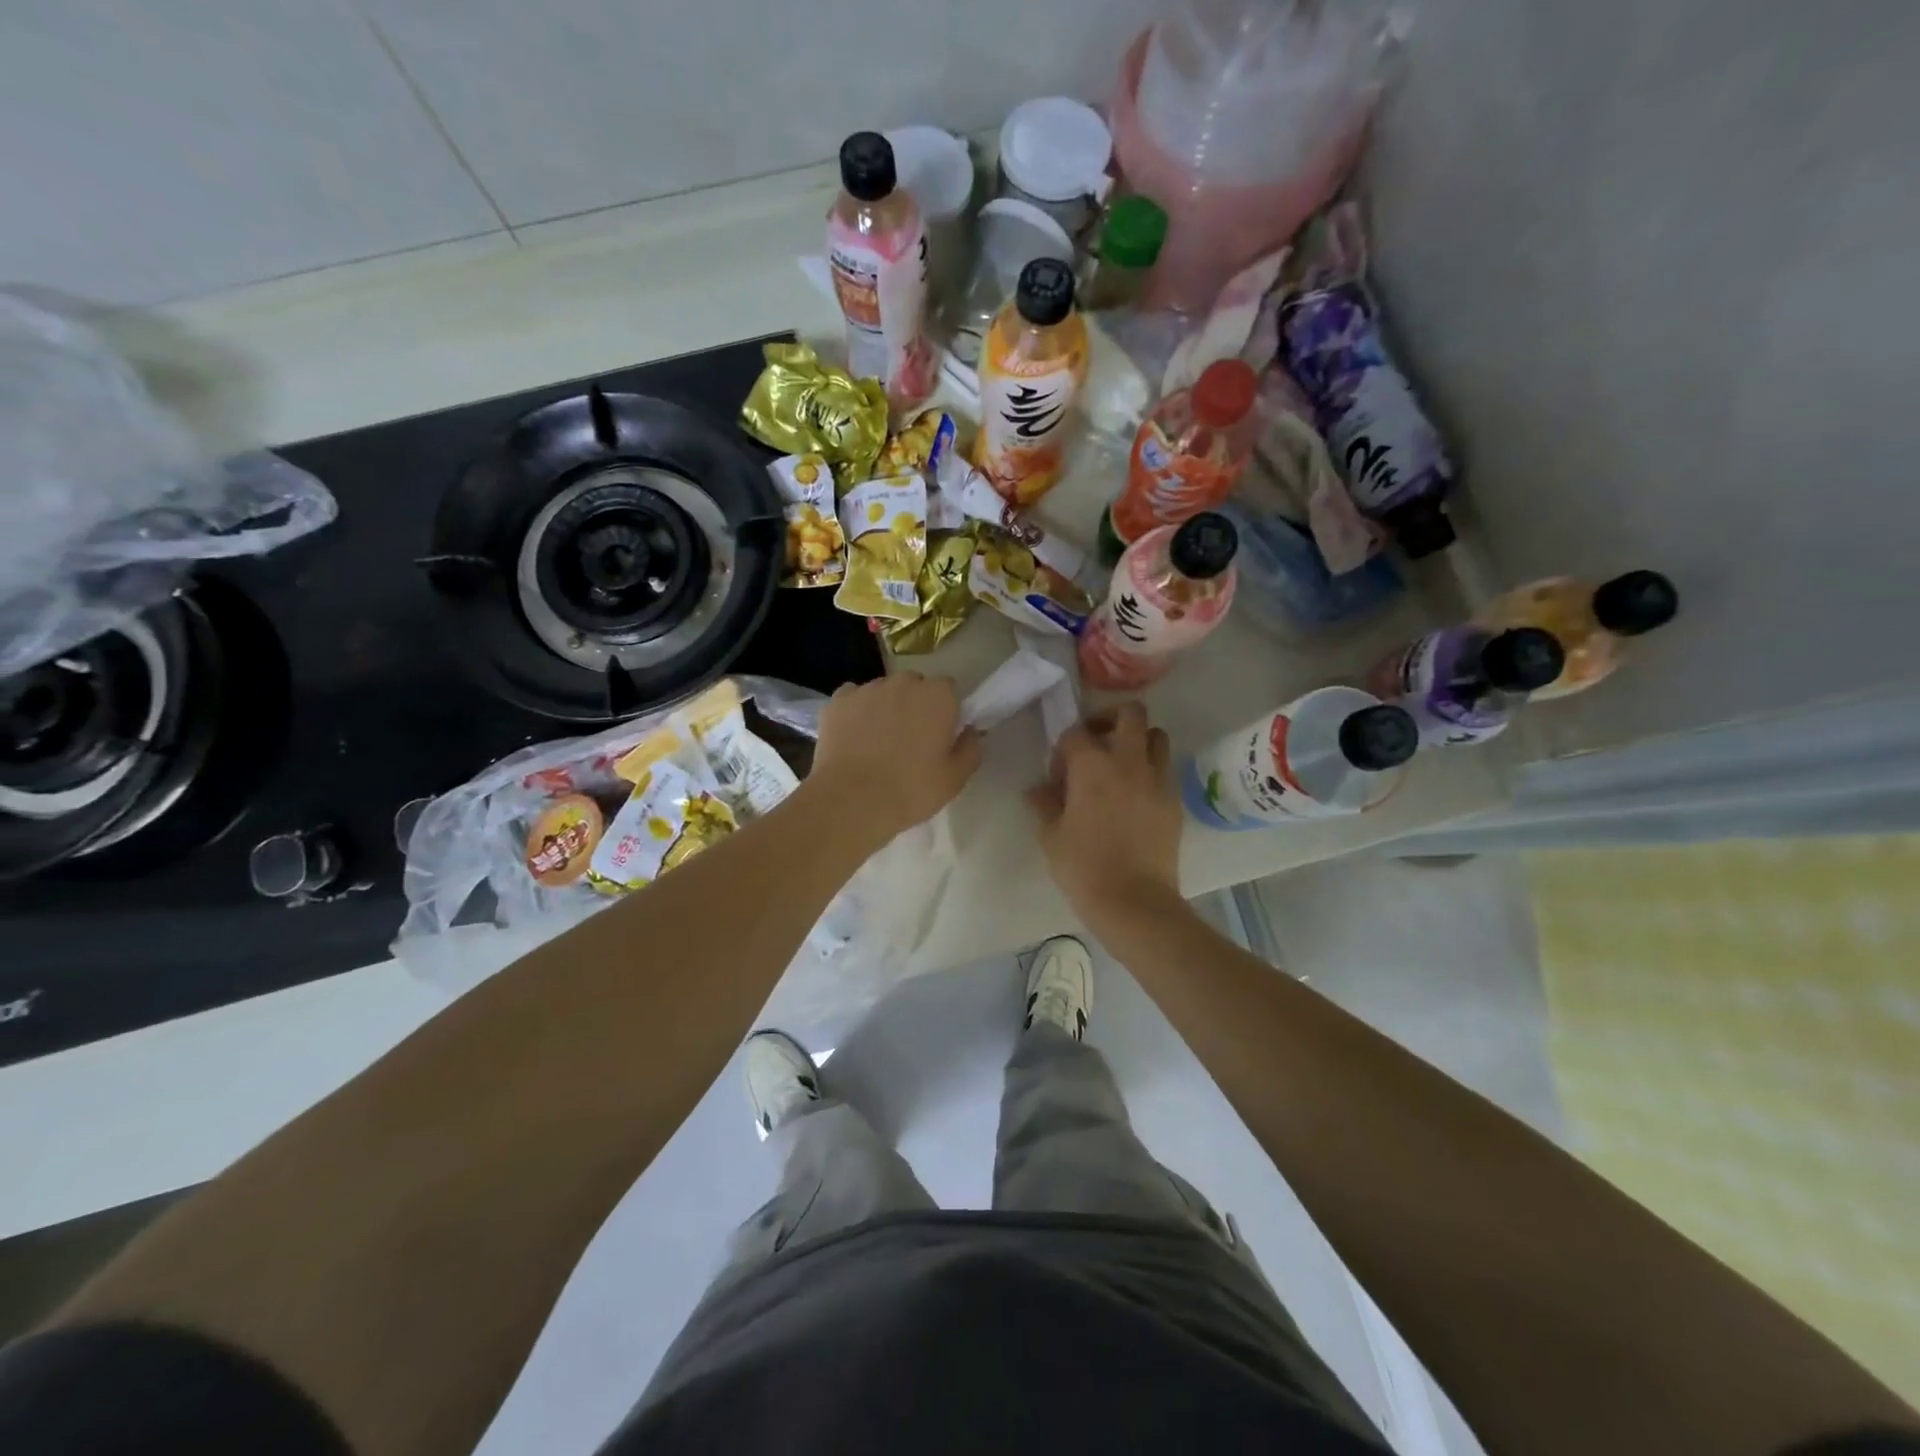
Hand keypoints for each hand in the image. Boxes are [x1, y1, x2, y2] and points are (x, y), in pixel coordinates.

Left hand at [811, 673, 981, 842]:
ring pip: (883, 691)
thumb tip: (970, 731)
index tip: (940, 734)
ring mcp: (867, 689)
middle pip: (915, 686)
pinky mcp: (838, 701)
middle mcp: (904, 683)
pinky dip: (855, 713)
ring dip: (885, 708)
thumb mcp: (955, 779)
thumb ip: (970, 749)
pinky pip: (853, 699)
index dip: (945, 710)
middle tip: (910, 740)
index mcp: (938, 696)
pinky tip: (854, 738)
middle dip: (915, 705)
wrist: (852, 800)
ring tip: (878, 743)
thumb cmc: (911, 790)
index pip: (949, 689)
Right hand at [1026, 702, 1182, 926]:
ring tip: (1122, 766)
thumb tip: (1037, 790)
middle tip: (1097, 744)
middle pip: (1130, 713)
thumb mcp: (1051, 836)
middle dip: (1111, 720)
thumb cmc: (1084, 867)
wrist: (1134, 901)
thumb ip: (1044, 805)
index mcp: (1091, 765)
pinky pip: (1165, 768)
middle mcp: (1128, 760)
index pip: (1075, 733)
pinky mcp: (1175, 799)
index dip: (1063, 750)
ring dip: (1138, 741)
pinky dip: (1151, 770)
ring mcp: (1157, 778)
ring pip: (1156, 735)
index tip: (1059, 775)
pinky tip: (1136, 796)